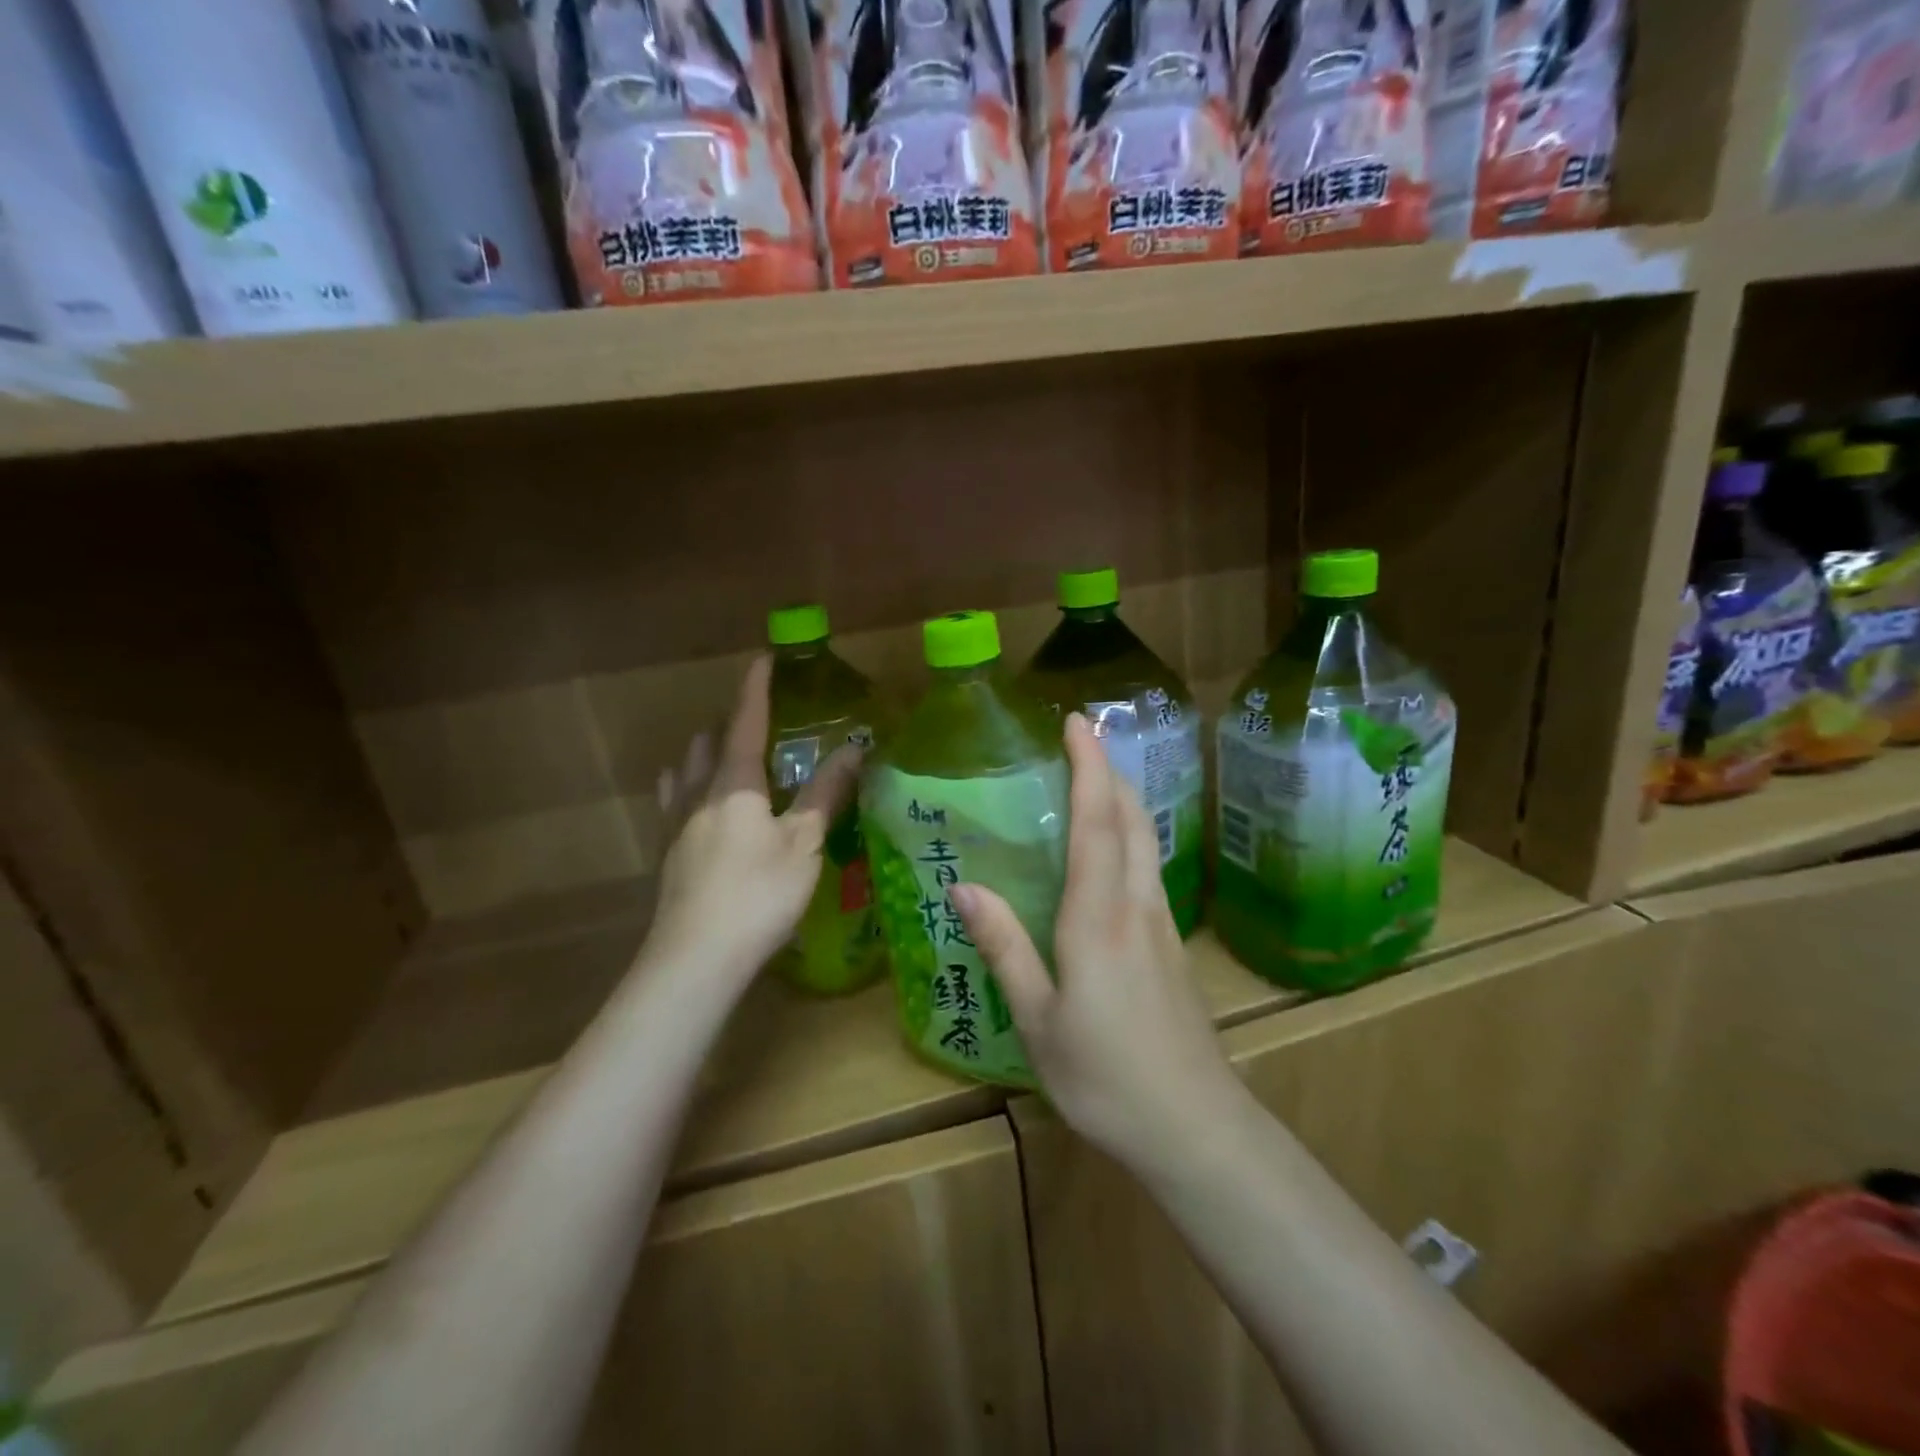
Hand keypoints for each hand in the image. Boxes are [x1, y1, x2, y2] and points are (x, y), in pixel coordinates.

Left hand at [645, 655, 862, 989]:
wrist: (695, 959)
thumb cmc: (758, 894)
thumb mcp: (803, 844)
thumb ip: (826, 794)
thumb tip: (854, 749)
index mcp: (734, 784)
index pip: (746, 722)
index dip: (756, 689)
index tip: (764, 658)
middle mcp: (698, 794)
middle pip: (708, 743)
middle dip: (730, 723)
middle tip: (758, 722)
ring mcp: (675, 825)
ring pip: (685, 771)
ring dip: (705, 754)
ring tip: (726, 759)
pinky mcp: (666, 855)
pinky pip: (674, 803)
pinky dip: (689, 789)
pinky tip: (699, 809)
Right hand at [952, 714, 1244, 1168]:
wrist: (1195, 1127)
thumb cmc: (1105, 1076)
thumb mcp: (1039, 1020)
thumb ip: (1005, 947)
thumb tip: (964, 886)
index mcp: (1099, 917)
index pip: (1097, 822)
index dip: (1088, 767)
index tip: (1077, 722)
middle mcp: (1137, 905)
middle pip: (1132, 819)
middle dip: (1109, 770)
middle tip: (1082, 738)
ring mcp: (1163, 924)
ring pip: (1148, 841)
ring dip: (1124, 799)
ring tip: (1095, 778)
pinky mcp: (1172, 945)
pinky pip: (1150, 868)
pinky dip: (1131, 835)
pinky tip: (1114, 850)